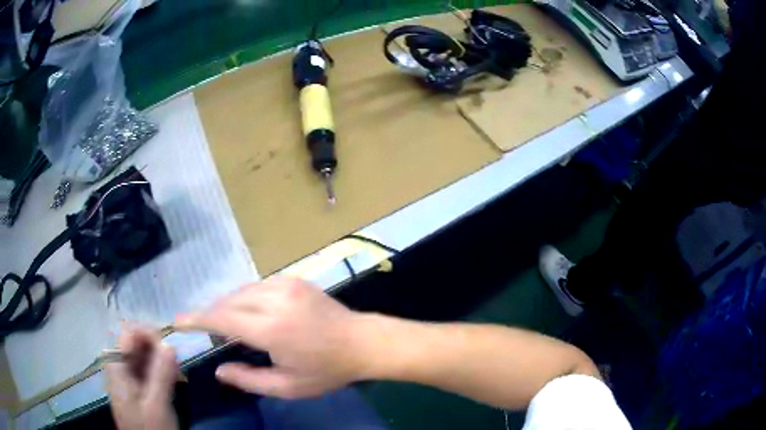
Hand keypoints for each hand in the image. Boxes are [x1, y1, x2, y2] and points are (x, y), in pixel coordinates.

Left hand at [105, 328, 178, 429]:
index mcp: (116, 366)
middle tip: (177, 364)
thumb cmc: (149, 428)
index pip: (128, 333)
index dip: (148, 334)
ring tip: (179, 374)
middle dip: (157, 348)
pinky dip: (162, 371)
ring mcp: (128, 377)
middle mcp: (119, 366)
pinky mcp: (137, 387)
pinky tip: (175, 380)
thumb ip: (161, 375)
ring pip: (143, 355)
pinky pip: (148, 369)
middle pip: (135, 342)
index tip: (169, 348)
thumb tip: (169, 343)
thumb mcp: (157, 405)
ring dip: (162, 360)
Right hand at [175, 277, 367, 398]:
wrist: (362, 342)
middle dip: (210, 313)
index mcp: (271, 329)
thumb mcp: (288, 387)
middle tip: (202, 329)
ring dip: (226, 305)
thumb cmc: (326, 370)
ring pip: (240, 291)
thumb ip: (249, 380)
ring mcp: (285, 284)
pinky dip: (244, 298)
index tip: (178, 320)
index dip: (197, 319)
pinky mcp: (293, 279)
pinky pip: (256, 286)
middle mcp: (274, 300)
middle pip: (228, 302)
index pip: (222, 319)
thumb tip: (219, 370)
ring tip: (223, 324)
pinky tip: (246, 312)